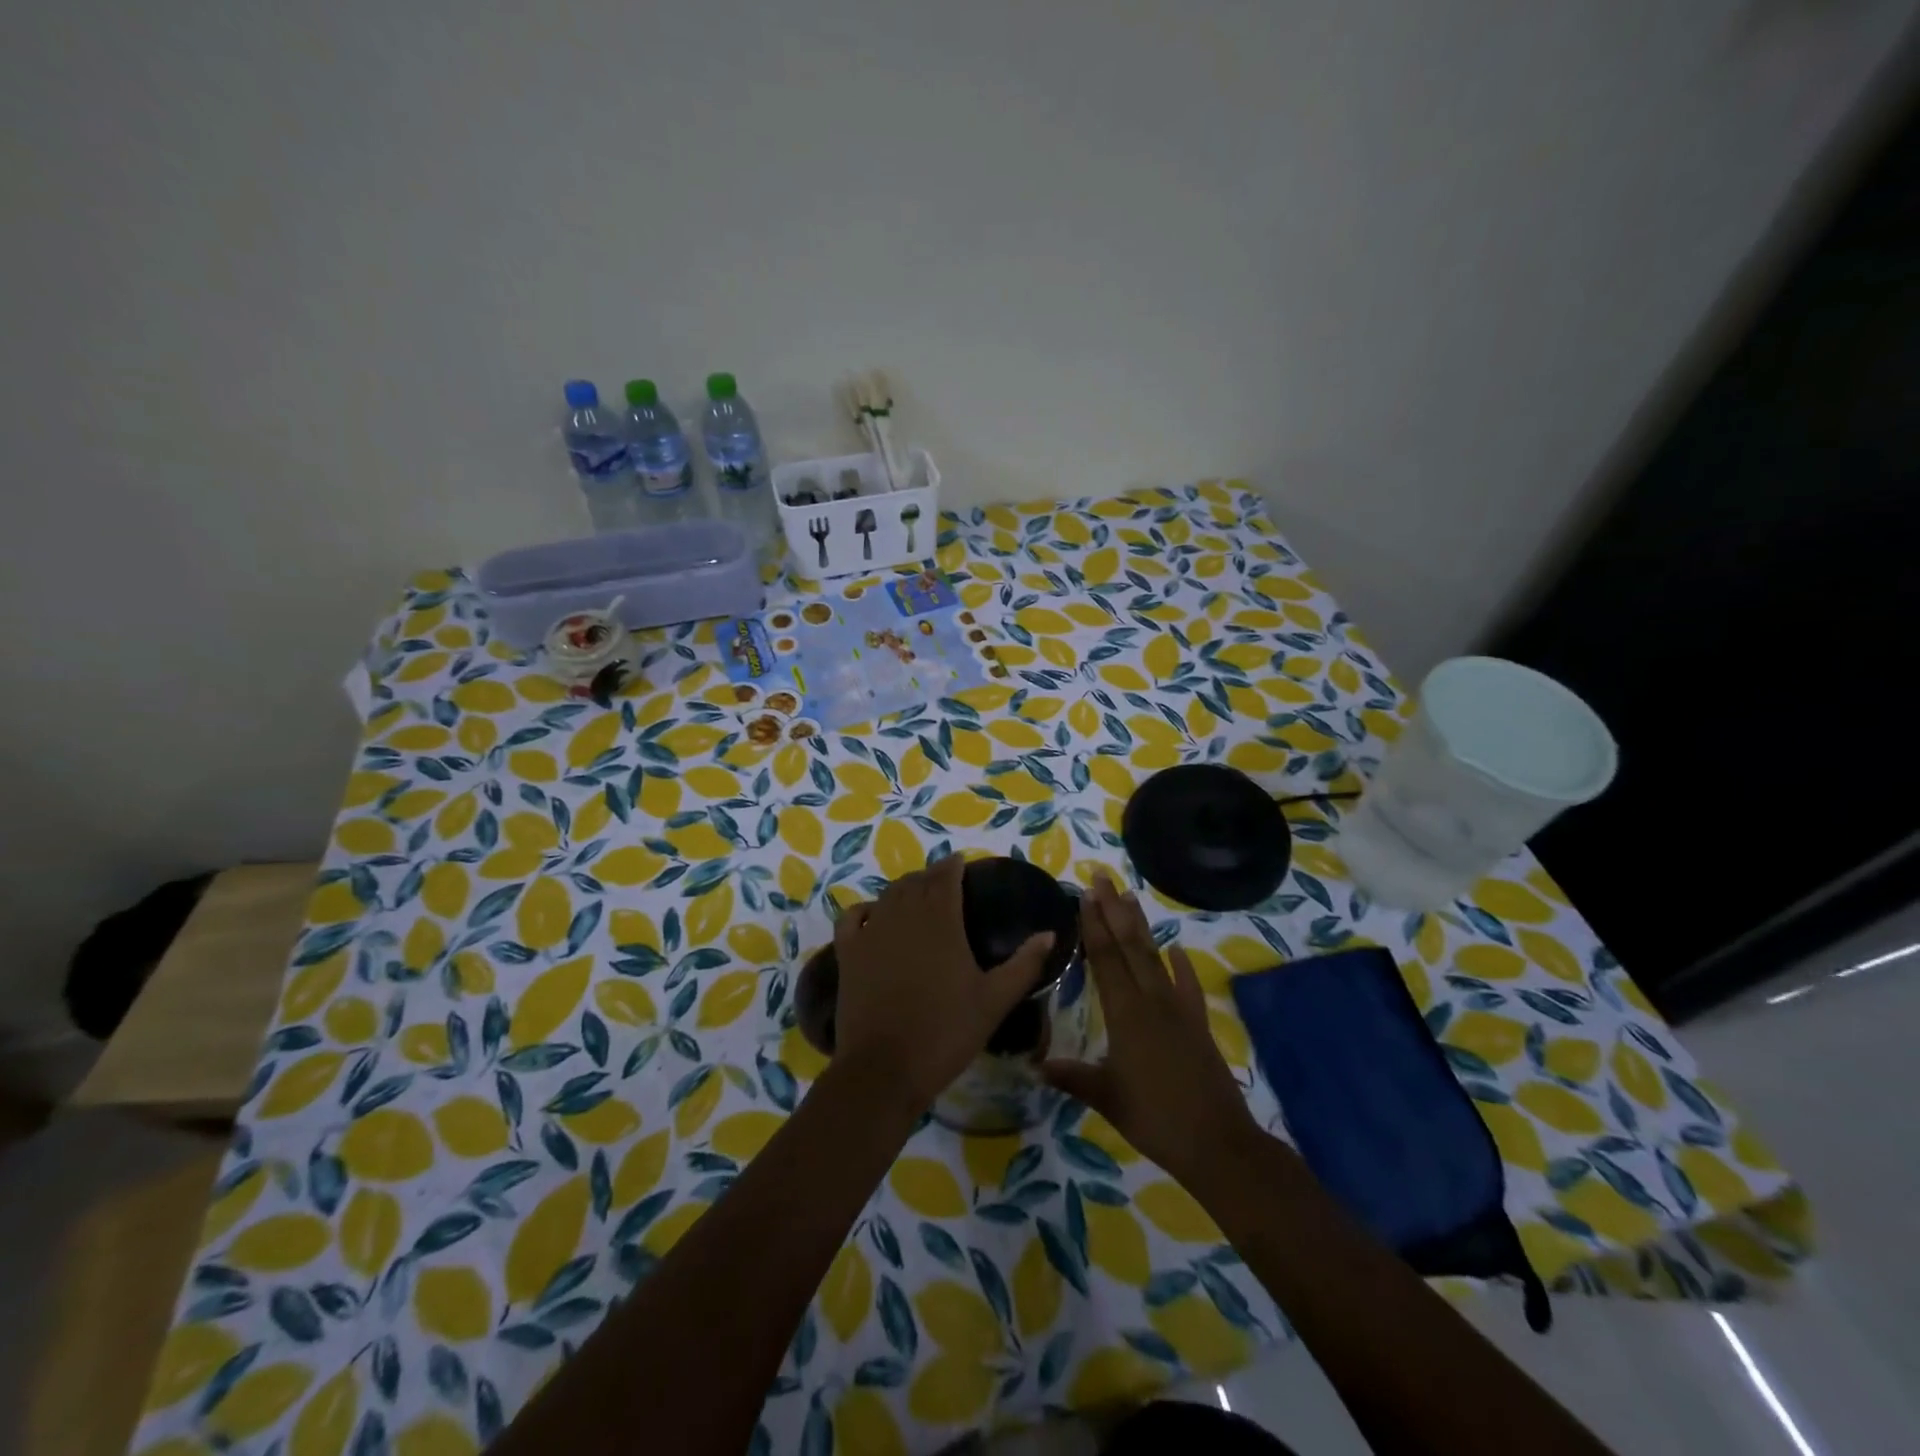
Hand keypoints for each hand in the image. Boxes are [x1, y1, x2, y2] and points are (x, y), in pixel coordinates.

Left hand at [832, 854, 1055, 1114]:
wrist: (884, 1068)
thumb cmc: (945, 1032)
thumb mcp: (994, 1001)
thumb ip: (1024, 964)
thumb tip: (1049, 934)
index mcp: (942, 920)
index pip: (945, 877)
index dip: (953, 866)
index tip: (961, 863)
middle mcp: (903, 915)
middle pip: (916, 882)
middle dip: (930, 876)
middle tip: (943, 882)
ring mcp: (871, 933)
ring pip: (887, 895)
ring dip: (903, 889)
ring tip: (915, 895)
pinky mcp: (848, 954)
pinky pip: (852, 918)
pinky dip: (864, 909)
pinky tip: (872, 914)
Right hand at [1043, 873, 1261, 1187]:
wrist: (1218, 1143)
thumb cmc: (1155, 1119)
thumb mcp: (1107, 1098)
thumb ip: (1073, 1077)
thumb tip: (1036, 1066)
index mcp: (1126, 1013)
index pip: (1106, 959)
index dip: (1094, 926)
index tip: (1085, 895)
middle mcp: (1152, 1000)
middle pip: (1129, 946)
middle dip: (1113, 910)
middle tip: (1102, 878)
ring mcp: (1178, 1010)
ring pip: (1155, 958)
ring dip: (1141, 926)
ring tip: (1130, 896)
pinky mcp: (1198, 1024)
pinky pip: (1188, 987)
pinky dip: (1183, 967)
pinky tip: (1177, 950)